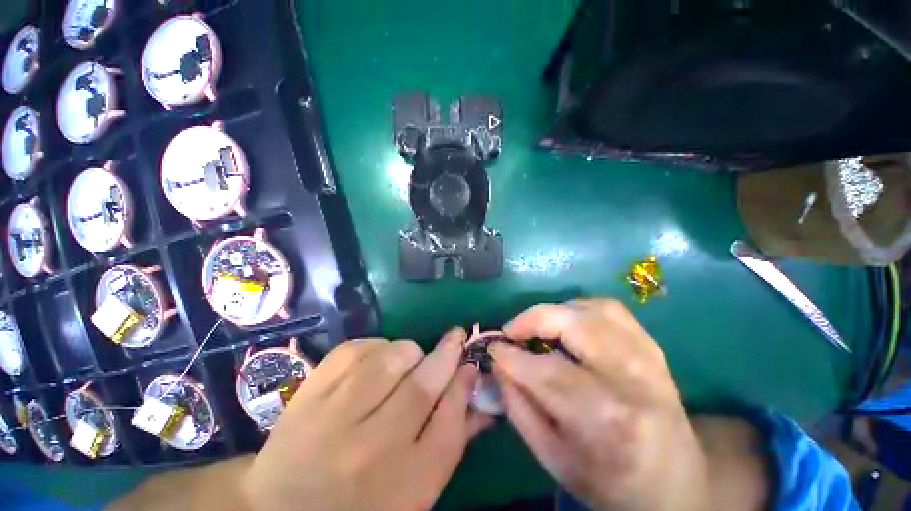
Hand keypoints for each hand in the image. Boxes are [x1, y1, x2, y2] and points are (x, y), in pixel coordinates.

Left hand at [242, 330, 492, 510]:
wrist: (278, 510)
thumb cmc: (360, 505)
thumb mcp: (416, 489)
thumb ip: (451, 437)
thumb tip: (476, 392)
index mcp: (403, 484)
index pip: (449, 422)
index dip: (464, 385)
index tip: (470, 365)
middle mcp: (369, 450)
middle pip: (421, 386)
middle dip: (447, 354)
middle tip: (456, 338)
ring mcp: (332, 417)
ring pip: (389, 359)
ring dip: (409, 351)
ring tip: (409, 360)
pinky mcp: (308, 393)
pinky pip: (355, 349)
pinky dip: (375, 346)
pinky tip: (376, 361)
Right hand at [490, 300, 711, 510]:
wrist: (675, 486)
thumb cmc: (609, 481)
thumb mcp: (553, 458)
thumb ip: (519, 408)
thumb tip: (498, 365)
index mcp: (606, 420)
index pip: (546, 372)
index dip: (510, 355)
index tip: (492, 348)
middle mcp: (631, 380)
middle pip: (573, 326)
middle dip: (530, 321)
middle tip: (511, 332)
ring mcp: (648, 357)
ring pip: (591, 309)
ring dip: (555, 312)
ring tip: (538, 328)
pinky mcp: (652, 347)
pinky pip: (609, 308)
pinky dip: (580, 308)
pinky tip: (568, 324)